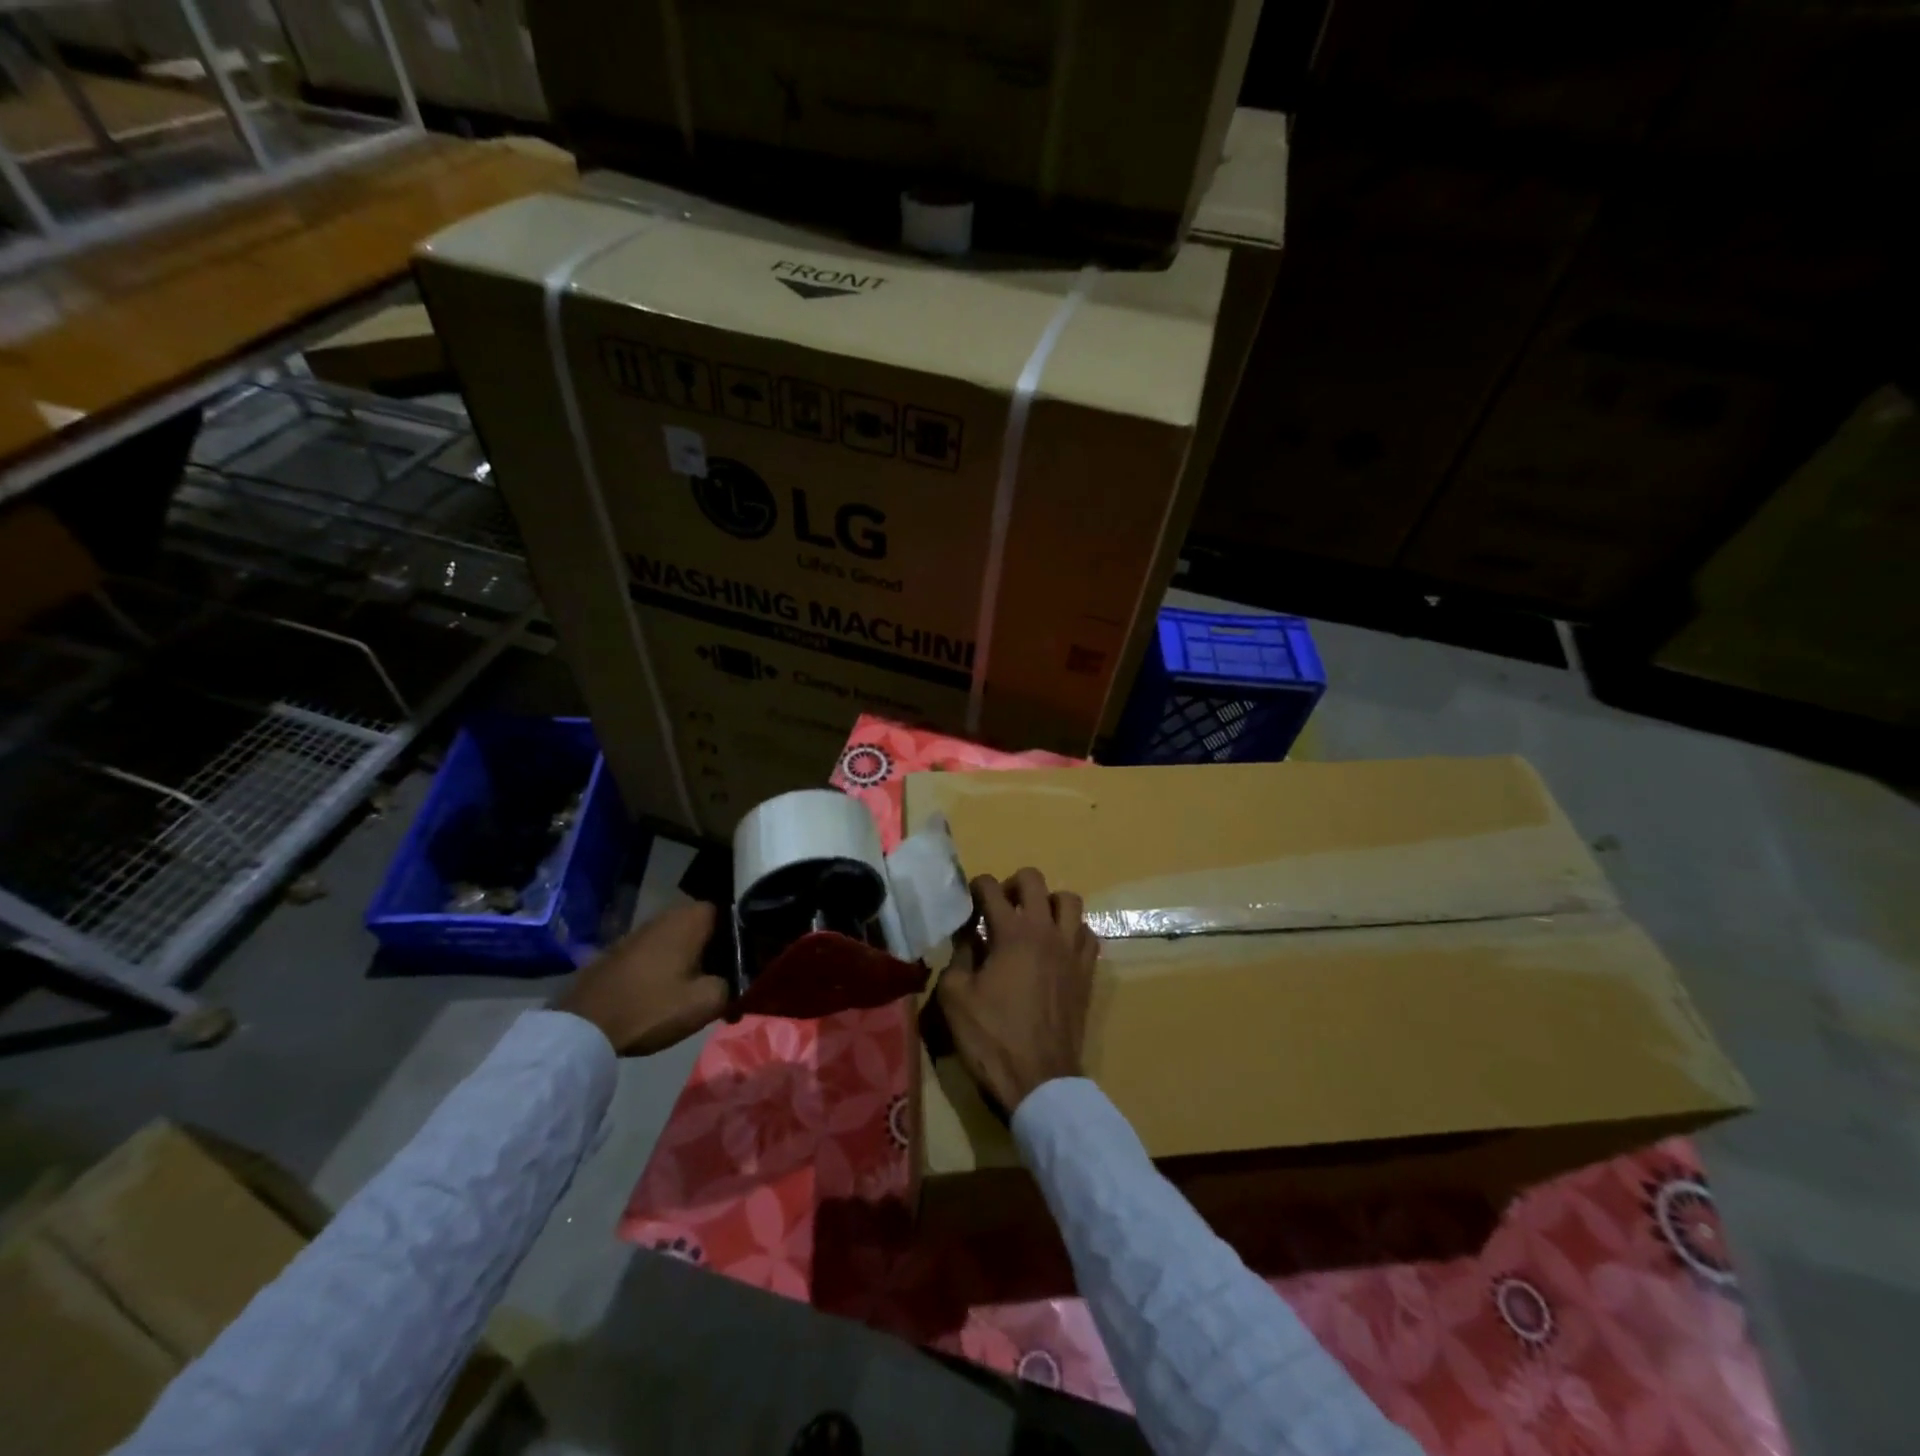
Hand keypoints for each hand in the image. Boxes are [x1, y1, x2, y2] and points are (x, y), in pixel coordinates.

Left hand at [554, 900, 727, 1055]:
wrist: (584, 1027)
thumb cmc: (652, 1007)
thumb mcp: (706, 1002)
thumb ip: (732, 986)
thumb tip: (734, 981)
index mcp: (691, 918)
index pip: (730, 914)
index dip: (740, 937)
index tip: (745, 963)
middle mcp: (666, 915)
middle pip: (704, 927)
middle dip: (715, 950)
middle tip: (724, 979)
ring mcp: (639, 931)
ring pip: (679, 940)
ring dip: (690, 959)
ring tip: (697, 989)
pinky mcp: (620, 951)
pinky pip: (656, 952)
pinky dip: (666, 967)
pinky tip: (667, 993)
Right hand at [935, 867, 1097, 1114]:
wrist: (1039, 1079)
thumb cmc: (992, 1037)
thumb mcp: (955, 998)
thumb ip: (957, 957)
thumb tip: (965, 937)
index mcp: (1012, 933)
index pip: (990, 888)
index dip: (975, 887)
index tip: (967, 901)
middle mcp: (1046, 931)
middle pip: (1034, 880)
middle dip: (1012, 884)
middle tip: (999, 907)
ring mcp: (1071, 950)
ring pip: (1069, 900)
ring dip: (1048, 902)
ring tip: (1032, 921)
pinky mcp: (1087, 971)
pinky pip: (1087, 933)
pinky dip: (1072, 930)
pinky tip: (1057, 947)